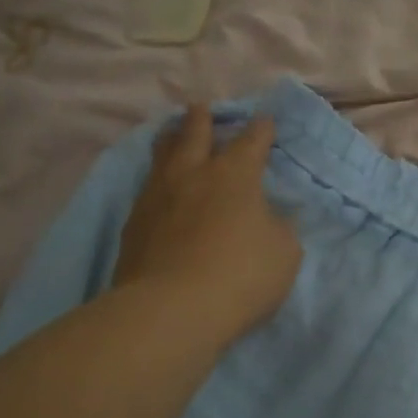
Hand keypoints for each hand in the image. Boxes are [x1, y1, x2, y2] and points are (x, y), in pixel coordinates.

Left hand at [114, 106, 301, 344]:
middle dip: (202, 119)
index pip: (251, 142)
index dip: (261, 130)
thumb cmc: (241, 276)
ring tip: (170, 133)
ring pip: (161, 157)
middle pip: (194, 135)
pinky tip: (156, 188)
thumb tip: (271, 216)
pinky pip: (146, 190)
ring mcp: (156, 198)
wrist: (172, 310)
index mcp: (234, 176)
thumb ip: (279, 227)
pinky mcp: (133, 226)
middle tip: (200, 107)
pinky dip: (155, 181)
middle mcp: (192, 176)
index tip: (265, 121)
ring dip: (170, 140)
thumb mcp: (284, 253)